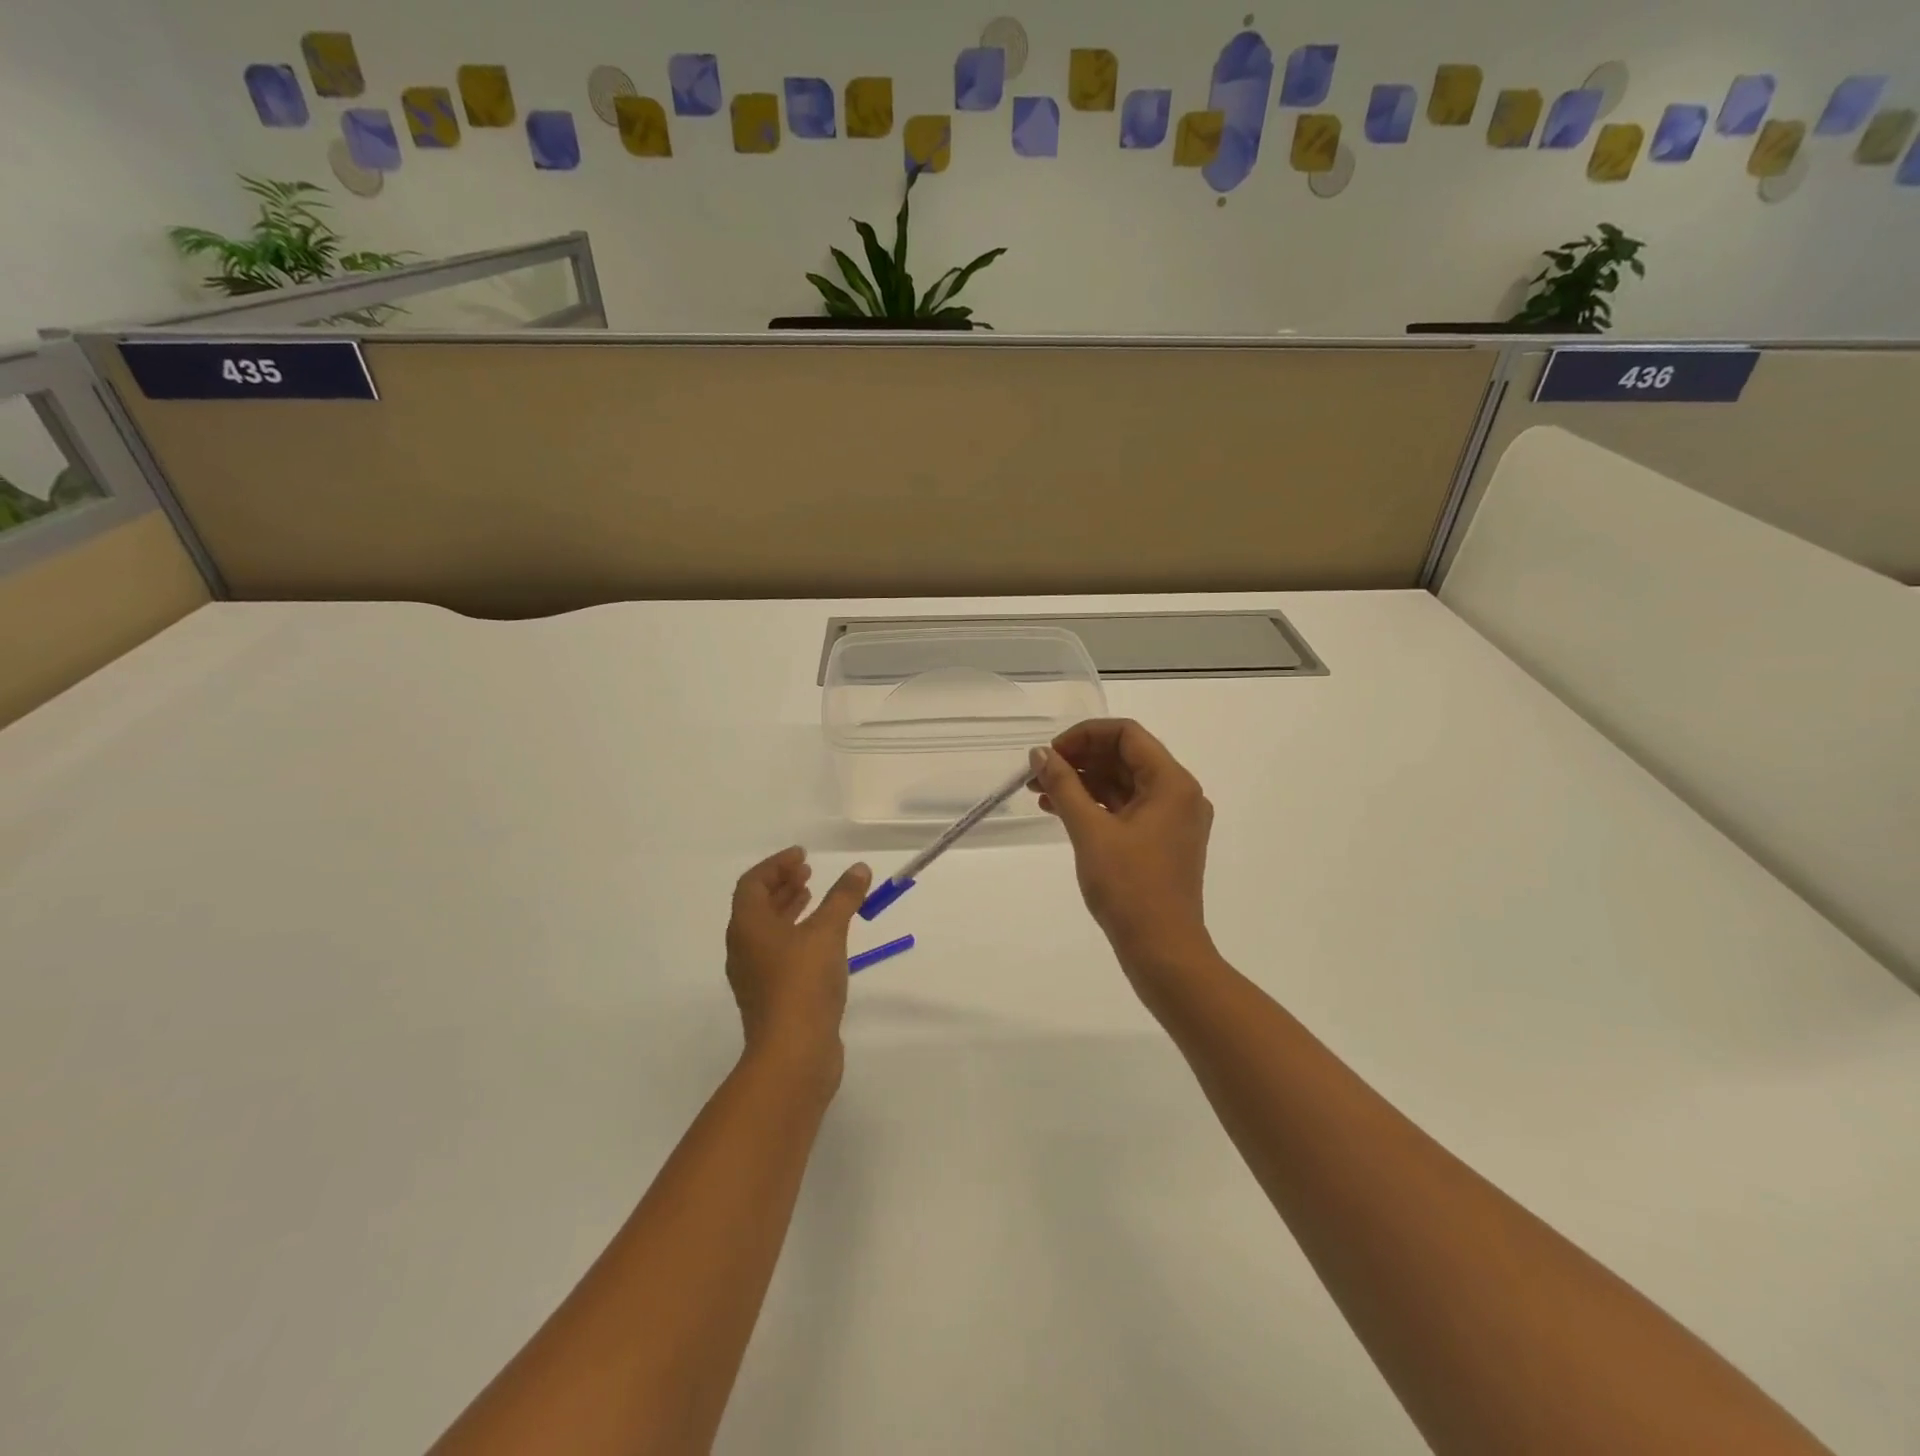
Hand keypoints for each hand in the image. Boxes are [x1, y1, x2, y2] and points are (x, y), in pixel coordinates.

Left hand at [724, 848, 871, 1073]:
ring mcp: (755, 976)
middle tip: (808, 872)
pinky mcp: (771, 997)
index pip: (752, 883)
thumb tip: (859, 869)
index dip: (776, 865)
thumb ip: (843, 898)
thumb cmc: (803, 983)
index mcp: (747, 927)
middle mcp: (744, 948)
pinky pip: (778, 953)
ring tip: (815, 898)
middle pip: (757, 906)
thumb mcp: (828, 932)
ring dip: (788, 909)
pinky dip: (795, 935)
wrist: (793, 1053)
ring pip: (767, 931)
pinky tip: (822, 940)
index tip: (803, 856)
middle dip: (782, 885)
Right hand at [1030, 720, 1215, 974]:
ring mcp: (1172, 819)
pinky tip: (1059, 810)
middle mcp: (1178, 794)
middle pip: (1125, 757)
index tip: (1050, 753)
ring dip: (1083, 783)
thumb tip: (1041, 753)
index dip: (1084, 736)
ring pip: (1123, 784)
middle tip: (1038, 773)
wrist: (1162, 951)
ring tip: (1040, 792)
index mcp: (1172, 782)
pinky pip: (1126, 809)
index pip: (1126, 734)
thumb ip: (1064, 786)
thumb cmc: (1129, 887)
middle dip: (1079, 760)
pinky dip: (1095, 805)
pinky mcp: (1161, 841)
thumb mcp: (1090, 831)